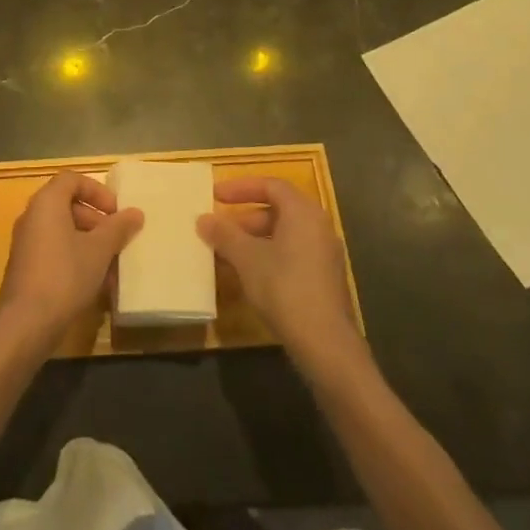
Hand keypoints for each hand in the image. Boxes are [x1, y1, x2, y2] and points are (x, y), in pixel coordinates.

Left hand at [0, 171, 143, 347]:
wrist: (25, 323)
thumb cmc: (64, 276)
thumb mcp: (98, 250)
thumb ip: (118, 228)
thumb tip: (136, 213)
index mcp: (47, 202)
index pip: (72, 179)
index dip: (97, 191)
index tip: (116, 212)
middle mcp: (32, 216)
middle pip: (67, 204)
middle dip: (96, 219)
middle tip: (116, 238)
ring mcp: (26, 242)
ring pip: (62, 230)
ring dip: (88, 241)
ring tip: (110, 264)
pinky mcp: (25, 266)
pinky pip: (54, 250)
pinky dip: (75, 257)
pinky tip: (94, 282)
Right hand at [198, 178, 364, 374]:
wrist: (325, 343)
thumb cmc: (284, 288)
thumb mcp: (246, 258)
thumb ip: (224, 234)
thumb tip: (203, 219)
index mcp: (303, 212)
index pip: (271, 185)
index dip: (241, 187)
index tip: (215, 195)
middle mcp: (318, 226)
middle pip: (278, 209)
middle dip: (244, 217)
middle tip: (219, 228)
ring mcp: (324, 254)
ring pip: (284, 234)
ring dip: (254, 239)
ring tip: (227, 254)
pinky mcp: (324, 279)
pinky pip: (292, 254)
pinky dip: (268, 255)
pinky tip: (248, 275)